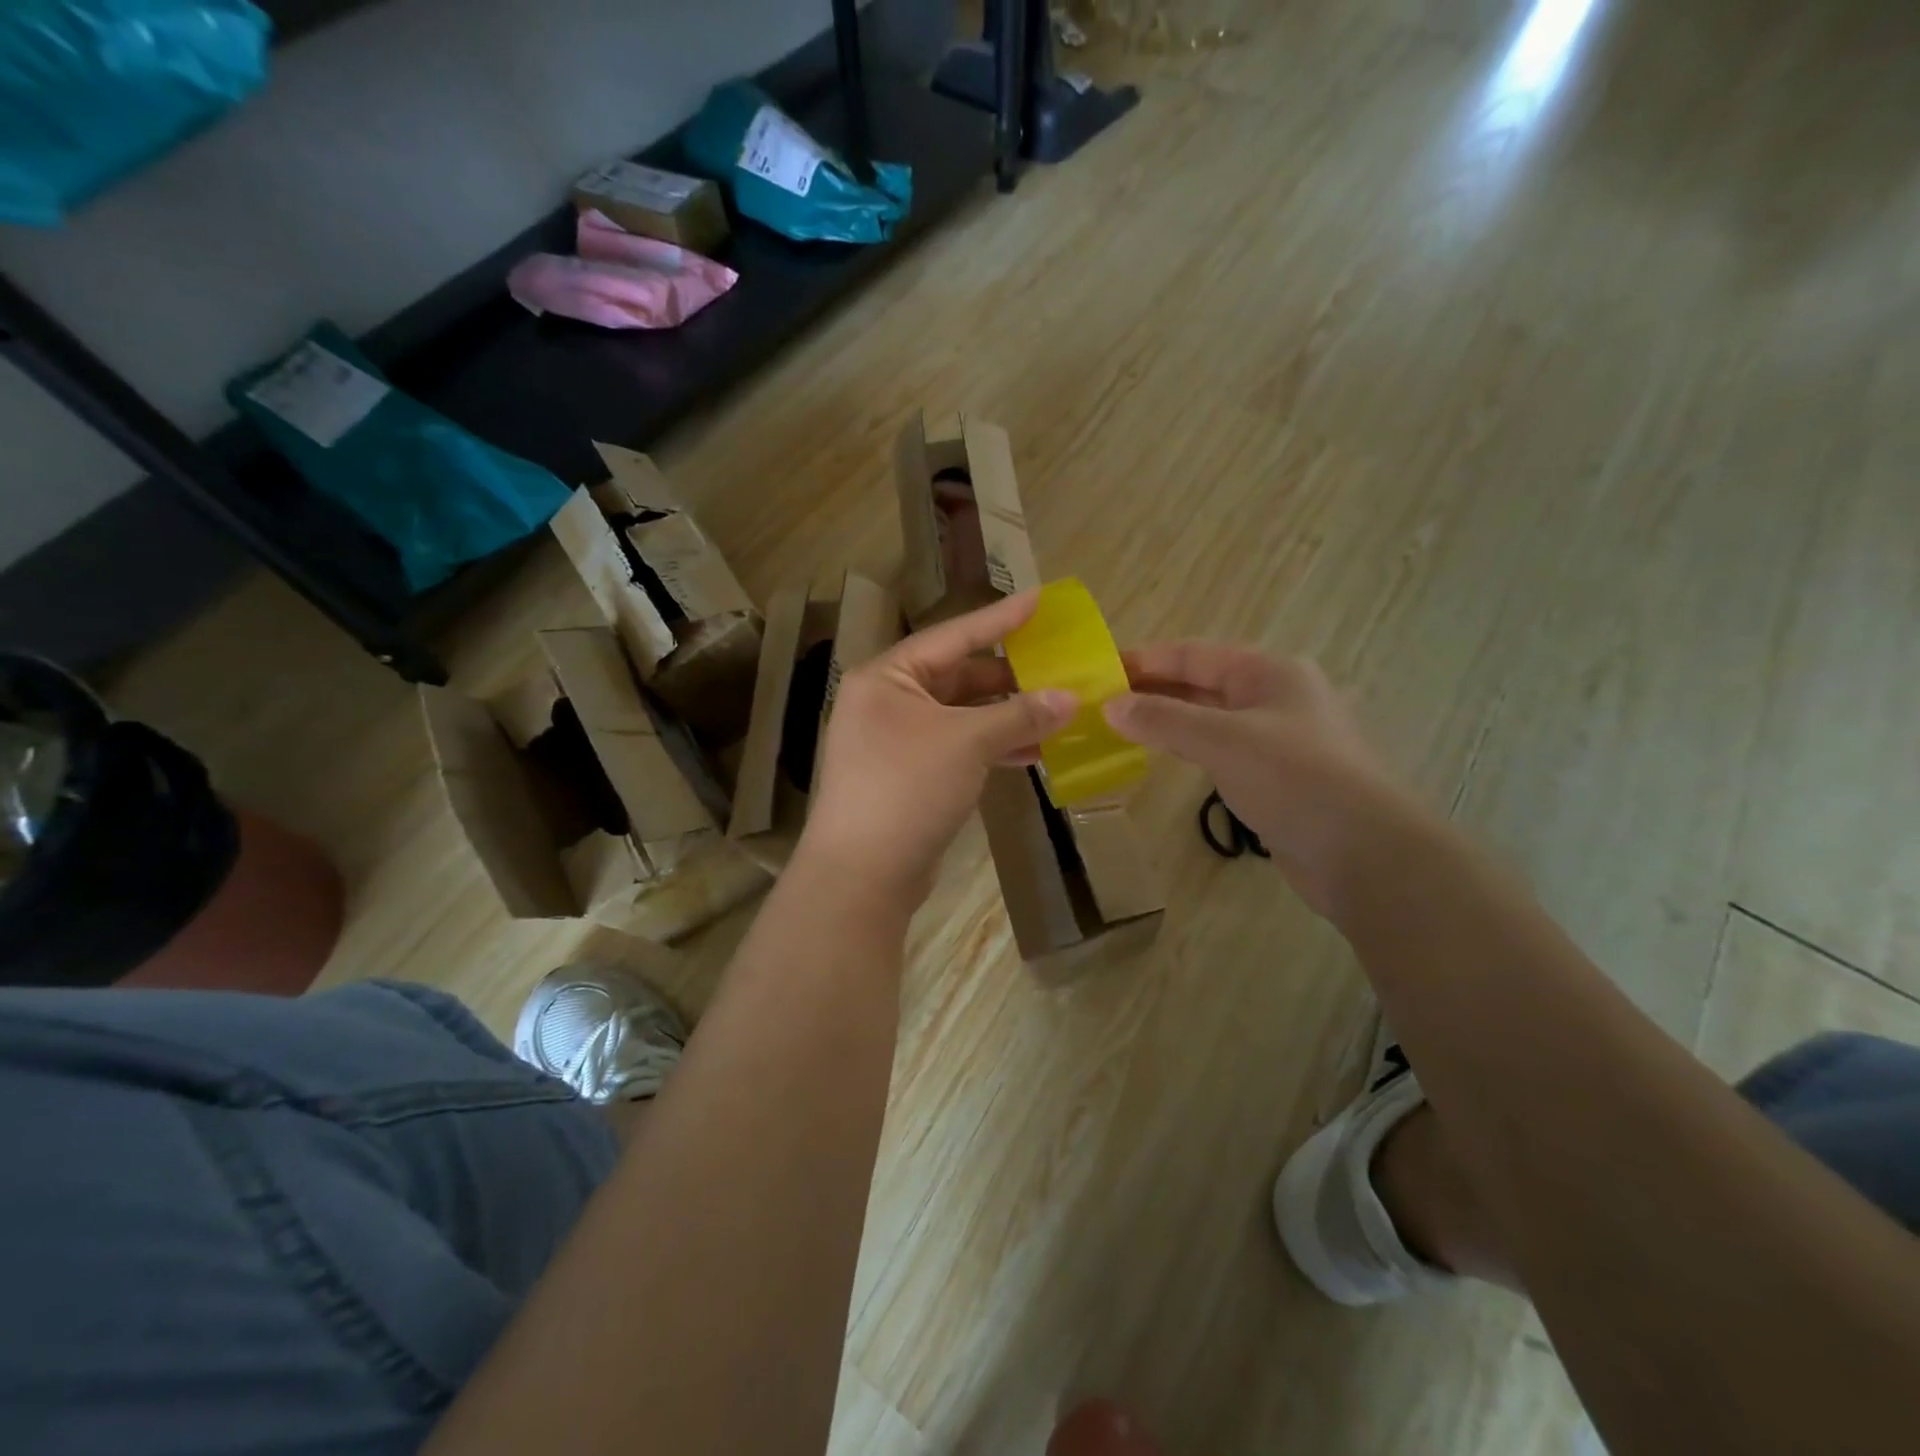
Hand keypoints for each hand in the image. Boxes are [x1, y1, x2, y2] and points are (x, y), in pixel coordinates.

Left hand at [802, 592, 1077, 908]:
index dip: (1000, 619)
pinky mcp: (909, 776)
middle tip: (1059, 668)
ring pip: (961, 716)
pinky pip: (957, 748)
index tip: (1041, 600)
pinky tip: (1032, 752)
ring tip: (1057, 712)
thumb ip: (1019, 715)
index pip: (953, 636)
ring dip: (1006, 716)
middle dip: (1009, 677)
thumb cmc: (906, 789)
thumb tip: (1071, 697)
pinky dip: (991, 748)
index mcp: (888, 677)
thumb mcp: (967, 743)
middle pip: (958, 677)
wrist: (861, 875)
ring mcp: (896, 741)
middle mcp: (887, 701)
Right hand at [1102, 643, 1406, 912]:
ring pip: (1212, 719)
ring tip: (1123, 726)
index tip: (1103, 668)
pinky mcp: (1279, 777)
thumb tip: (1109, 706)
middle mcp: (1278, 697)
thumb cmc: (1295, 779)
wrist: (1365, 853)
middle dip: (1155, 689)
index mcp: (1271, 672)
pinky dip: (1190, 749)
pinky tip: (1165, 756)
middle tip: (1103, 700)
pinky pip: (1223, 751)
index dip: (1147, 659)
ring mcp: (1281, 739)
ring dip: (1170, 720)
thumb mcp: (1223, 740)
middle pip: (1204, 684)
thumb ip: (1164, 720)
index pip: (1195, 654)